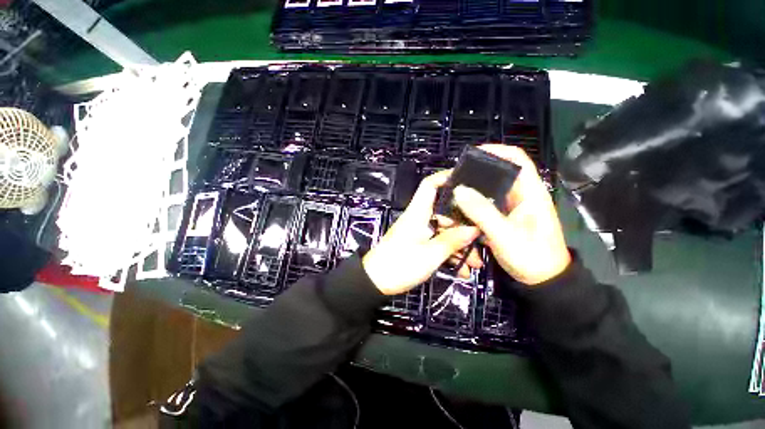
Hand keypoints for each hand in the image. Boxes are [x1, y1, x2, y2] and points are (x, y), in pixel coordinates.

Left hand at [363, 171, 480, 295]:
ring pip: (444, 230)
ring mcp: (419, 232)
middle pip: (445, 212)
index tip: (468, 181)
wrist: (375, 282)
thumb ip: (452, 241)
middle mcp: (419, 218)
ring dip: (460, 245)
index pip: (430, 185)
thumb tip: (474, 230)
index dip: (446, 178)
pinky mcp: (418, 244)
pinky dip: (449, 253)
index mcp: (418, 213)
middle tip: (482, 241)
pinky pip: (438, 243)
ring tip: (476, 263)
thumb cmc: (400, 265)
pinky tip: (462, 270)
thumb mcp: (430, 255)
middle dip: (464, 226)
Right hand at [452, 145, 570, 285]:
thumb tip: (459, 190)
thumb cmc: (532, 257)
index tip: (472, 154)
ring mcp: (509, 208)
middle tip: (454, 178)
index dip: (497, 150)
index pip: (517, 159)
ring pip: (488, 191)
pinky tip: (458, 210)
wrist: (542, 282)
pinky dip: (471, 206)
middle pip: (497, 174)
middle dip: (476, 173)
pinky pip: (483, 206)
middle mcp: (519, 195)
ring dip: (471, 192)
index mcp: (530, 192)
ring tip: (452, 194)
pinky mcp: (501, 219)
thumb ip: (482, 212)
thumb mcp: (505, 235)